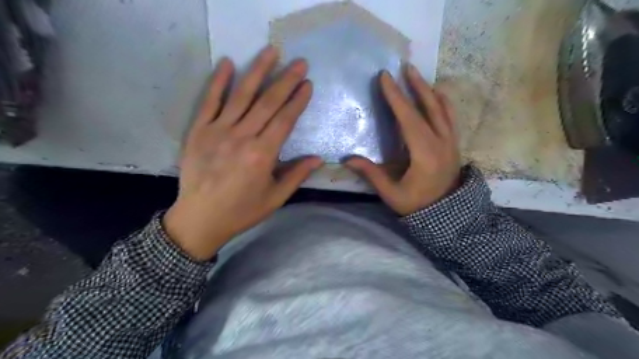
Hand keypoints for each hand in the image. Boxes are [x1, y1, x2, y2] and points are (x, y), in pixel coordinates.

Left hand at [164, 47, 325, 260]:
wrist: (200, 219)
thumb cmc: (242, 211)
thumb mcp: (275, 198)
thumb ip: (296, 175)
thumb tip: (318, 159)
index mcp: (262, 155)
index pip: (284, 120)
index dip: (297, 100)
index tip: (307, 84)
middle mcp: (242, 137)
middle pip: (268, 102)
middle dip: (286, 80)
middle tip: (299, 62)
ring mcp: (218, 131)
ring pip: (242, 95)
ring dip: (258, 71)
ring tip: (271, 52)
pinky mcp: (198, 130)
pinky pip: (209, 101)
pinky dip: (218, 82)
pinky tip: (228, 63)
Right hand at [344, 65, 459, 214]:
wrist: (448, 215)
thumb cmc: (417, 205)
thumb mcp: (392, 193)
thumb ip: (371, 174)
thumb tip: (347, 159)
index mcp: (425, 154)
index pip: (408, 119)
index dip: (396, 97)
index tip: (385, 78)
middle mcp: (441, 142)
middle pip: (429, 107)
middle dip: (415, 85)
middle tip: (404, 67)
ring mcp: (451, 142)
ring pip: (442, 109)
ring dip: (429, 90)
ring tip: (417, 76)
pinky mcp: (454, 144)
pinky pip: (450, 117)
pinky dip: (442, 102)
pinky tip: (436, 95)